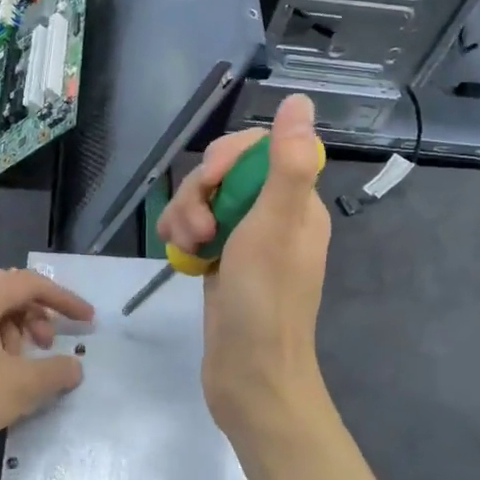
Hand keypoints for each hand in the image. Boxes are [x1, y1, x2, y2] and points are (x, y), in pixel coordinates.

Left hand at [0, 268, 93, 475]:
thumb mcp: (20, 387)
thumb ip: (56, 371)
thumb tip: (75, 366)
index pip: (30, 283)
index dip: (64, 299)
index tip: (87, 321)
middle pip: (9, 293)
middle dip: (37, 314)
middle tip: (49, 343)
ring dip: (16, 332)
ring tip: (22, 367)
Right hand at [158, 93, 331, 443]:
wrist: (249, 377)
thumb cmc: (266, 302)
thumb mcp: (275, 226)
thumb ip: (288, 163)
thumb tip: (300, 101)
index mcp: (296, 204)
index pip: (259, 150)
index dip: (228, 157)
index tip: (212, 182)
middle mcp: (273, 217)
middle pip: (225, 174)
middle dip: (200, 192)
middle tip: (199, 229)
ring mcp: (245, 242)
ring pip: (204, 202)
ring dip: (186, 216)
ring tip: (188, 247)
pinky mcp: (221, 263)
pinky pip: (195, 230)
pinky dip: (181, 236)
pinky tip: (180, 256)